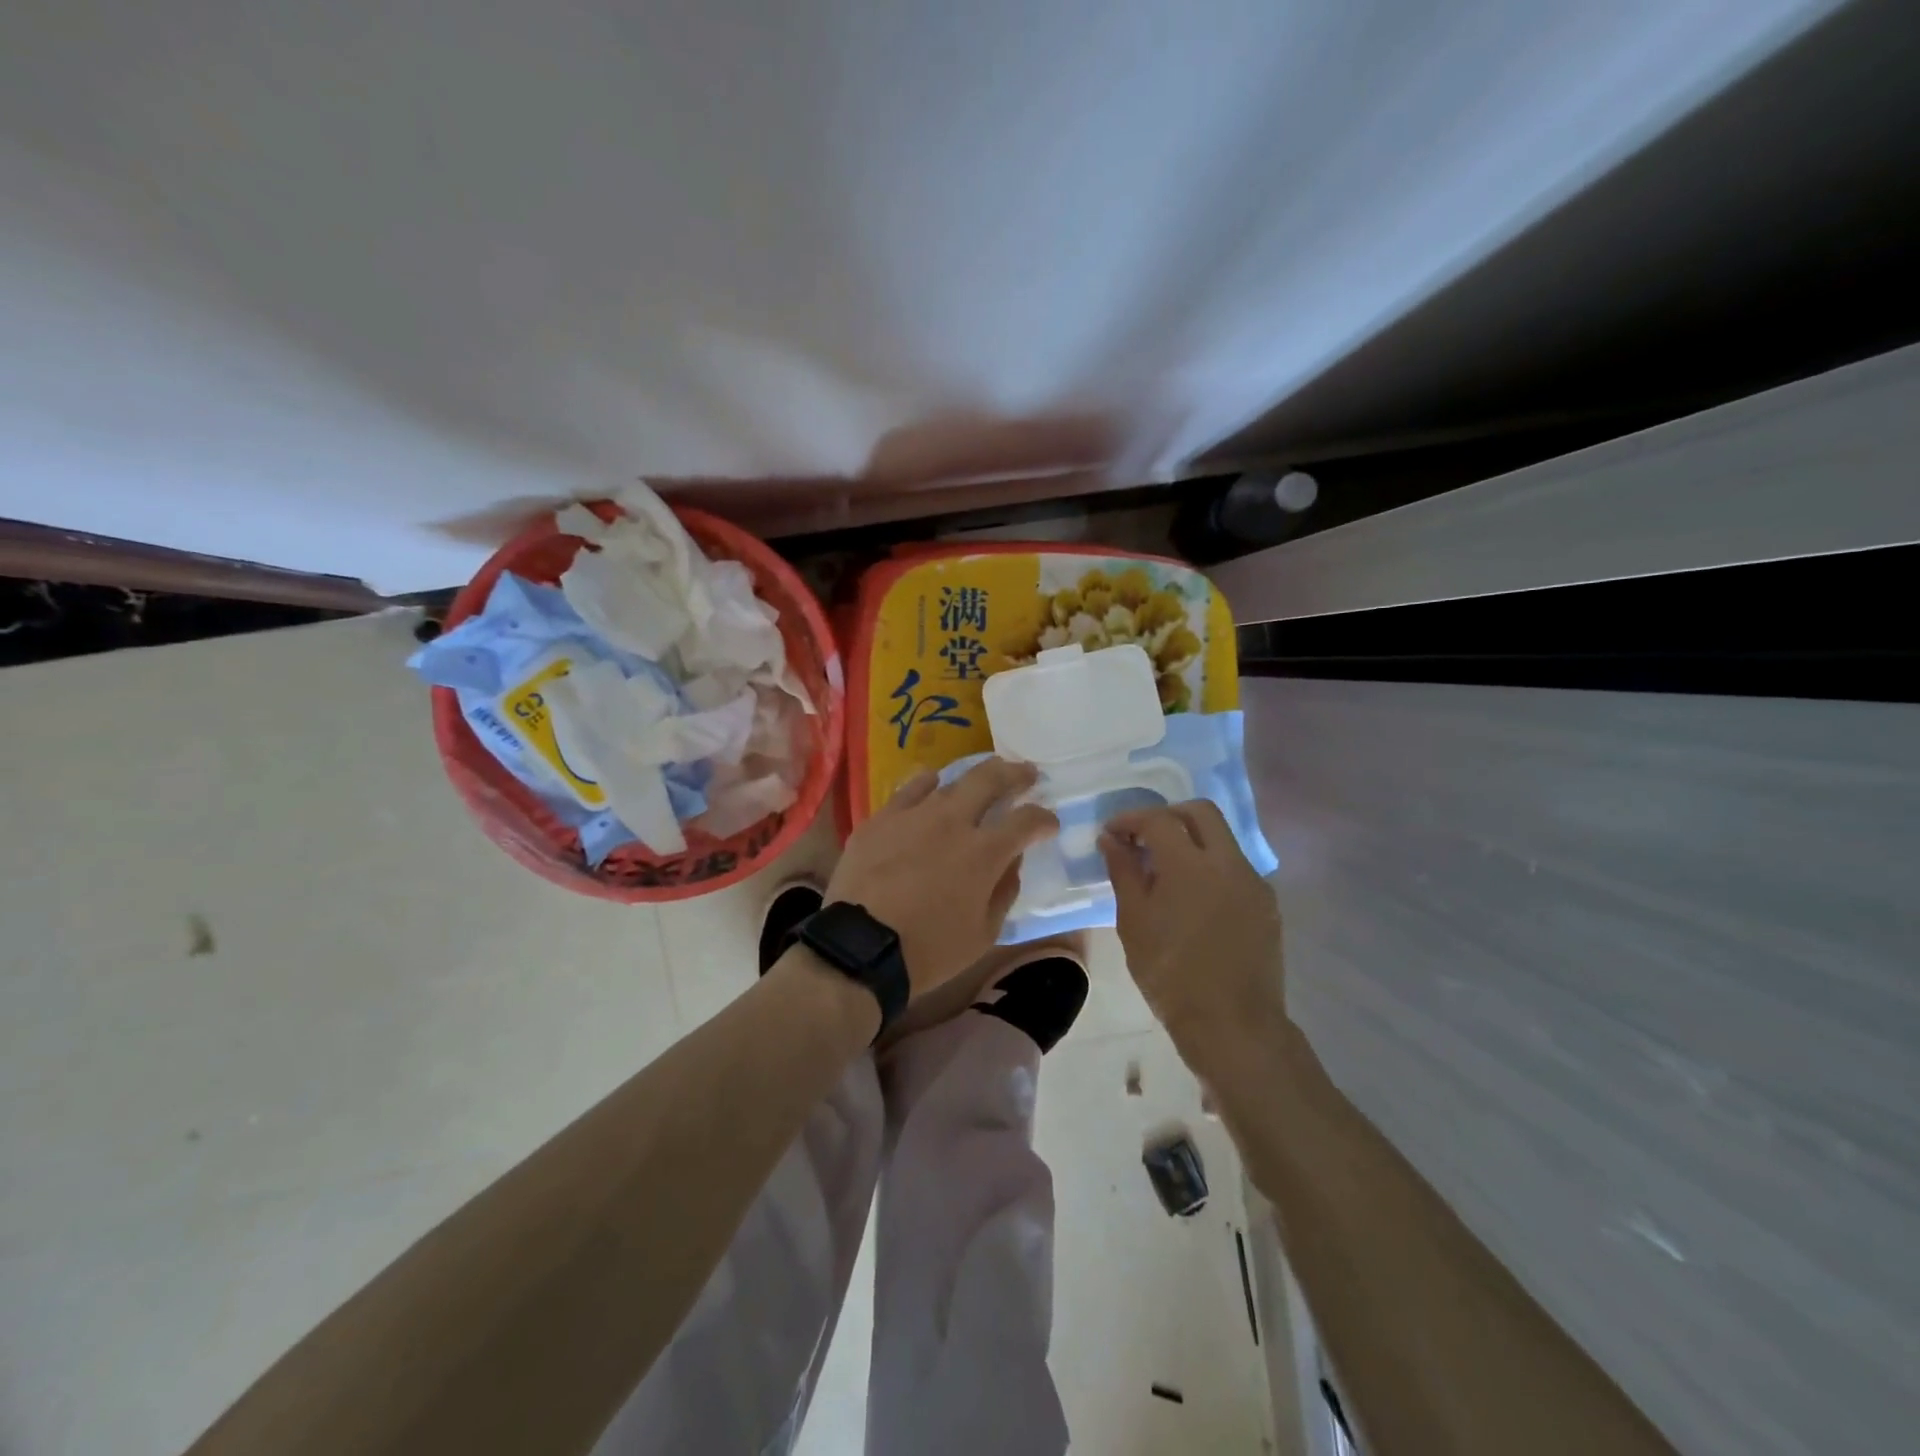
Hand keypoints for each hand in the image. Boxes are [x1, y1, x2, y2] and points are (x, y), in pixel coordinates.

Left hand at [826, 759, 1058, 996]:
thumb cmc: (929, 950)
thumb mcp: (983, 934)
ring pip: (950, 780)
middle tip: (1027, 773)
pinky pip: (909, 789)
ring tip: (981, 776)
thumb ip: (1003, 891)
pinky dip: (927, 784)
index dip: (1044, 819)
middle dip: (1015, 774)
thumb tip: (1012, 863)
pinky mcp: (881, 818)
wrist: (860, 947)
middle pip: (991, 780)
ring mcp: (914, 814)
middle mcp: (953, 821)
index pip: (1026, 821)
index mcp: (984, 852)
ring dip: (973, 775)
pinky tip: (932, 783)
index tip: (1049, 823)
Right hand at [1099, 800, 1284, 1058]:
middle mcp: (1228, 862)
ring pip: (1222, 839)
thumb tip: (1111, 840)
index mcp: (1190, 864)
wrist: (1233, 1025)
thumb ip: (1123, 872)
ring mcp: (1253, 882)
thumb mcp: (1134, 922)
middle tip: (1143, 838)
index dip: (1130, 819)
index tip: (1112, 834)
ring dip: (1192, 841)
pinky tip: (1194, 899)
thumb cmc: (1171, 974)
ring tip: (1165, 871)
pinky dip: (1211, 868)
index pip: (1158, 819)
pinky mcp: (1267, 904)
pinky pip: (1235, 868)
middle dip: (1168, 816)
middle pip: (1200, 812)